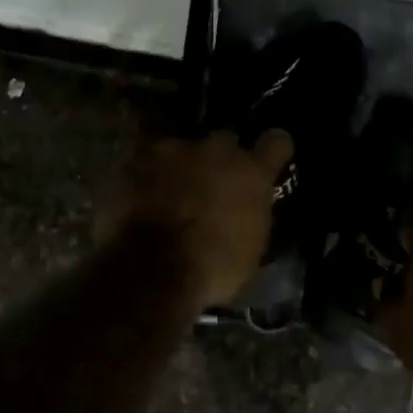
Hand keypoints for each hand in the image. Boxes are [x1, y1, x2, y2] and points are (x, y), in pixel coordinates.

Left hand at [99, 130, 292, 308]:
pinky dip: (148, 177)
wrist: (153, 271)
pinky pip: (147, 163)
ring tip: (171, 193)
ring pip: (182, 149)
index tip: (270, 158)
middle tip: (213, 186)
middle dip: (221, 160)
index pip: (277, 142)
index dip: (274, 150)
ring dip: (181, 166)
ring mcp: (172, 151)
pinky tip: (144, 198)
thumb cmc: (215, 268)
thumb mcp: (252, 248)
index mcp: (252, 171)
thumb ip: (252, 214)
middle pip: (225, 141)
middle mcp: (216, 150)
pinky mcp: (135, 161)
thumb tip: (246, 210)